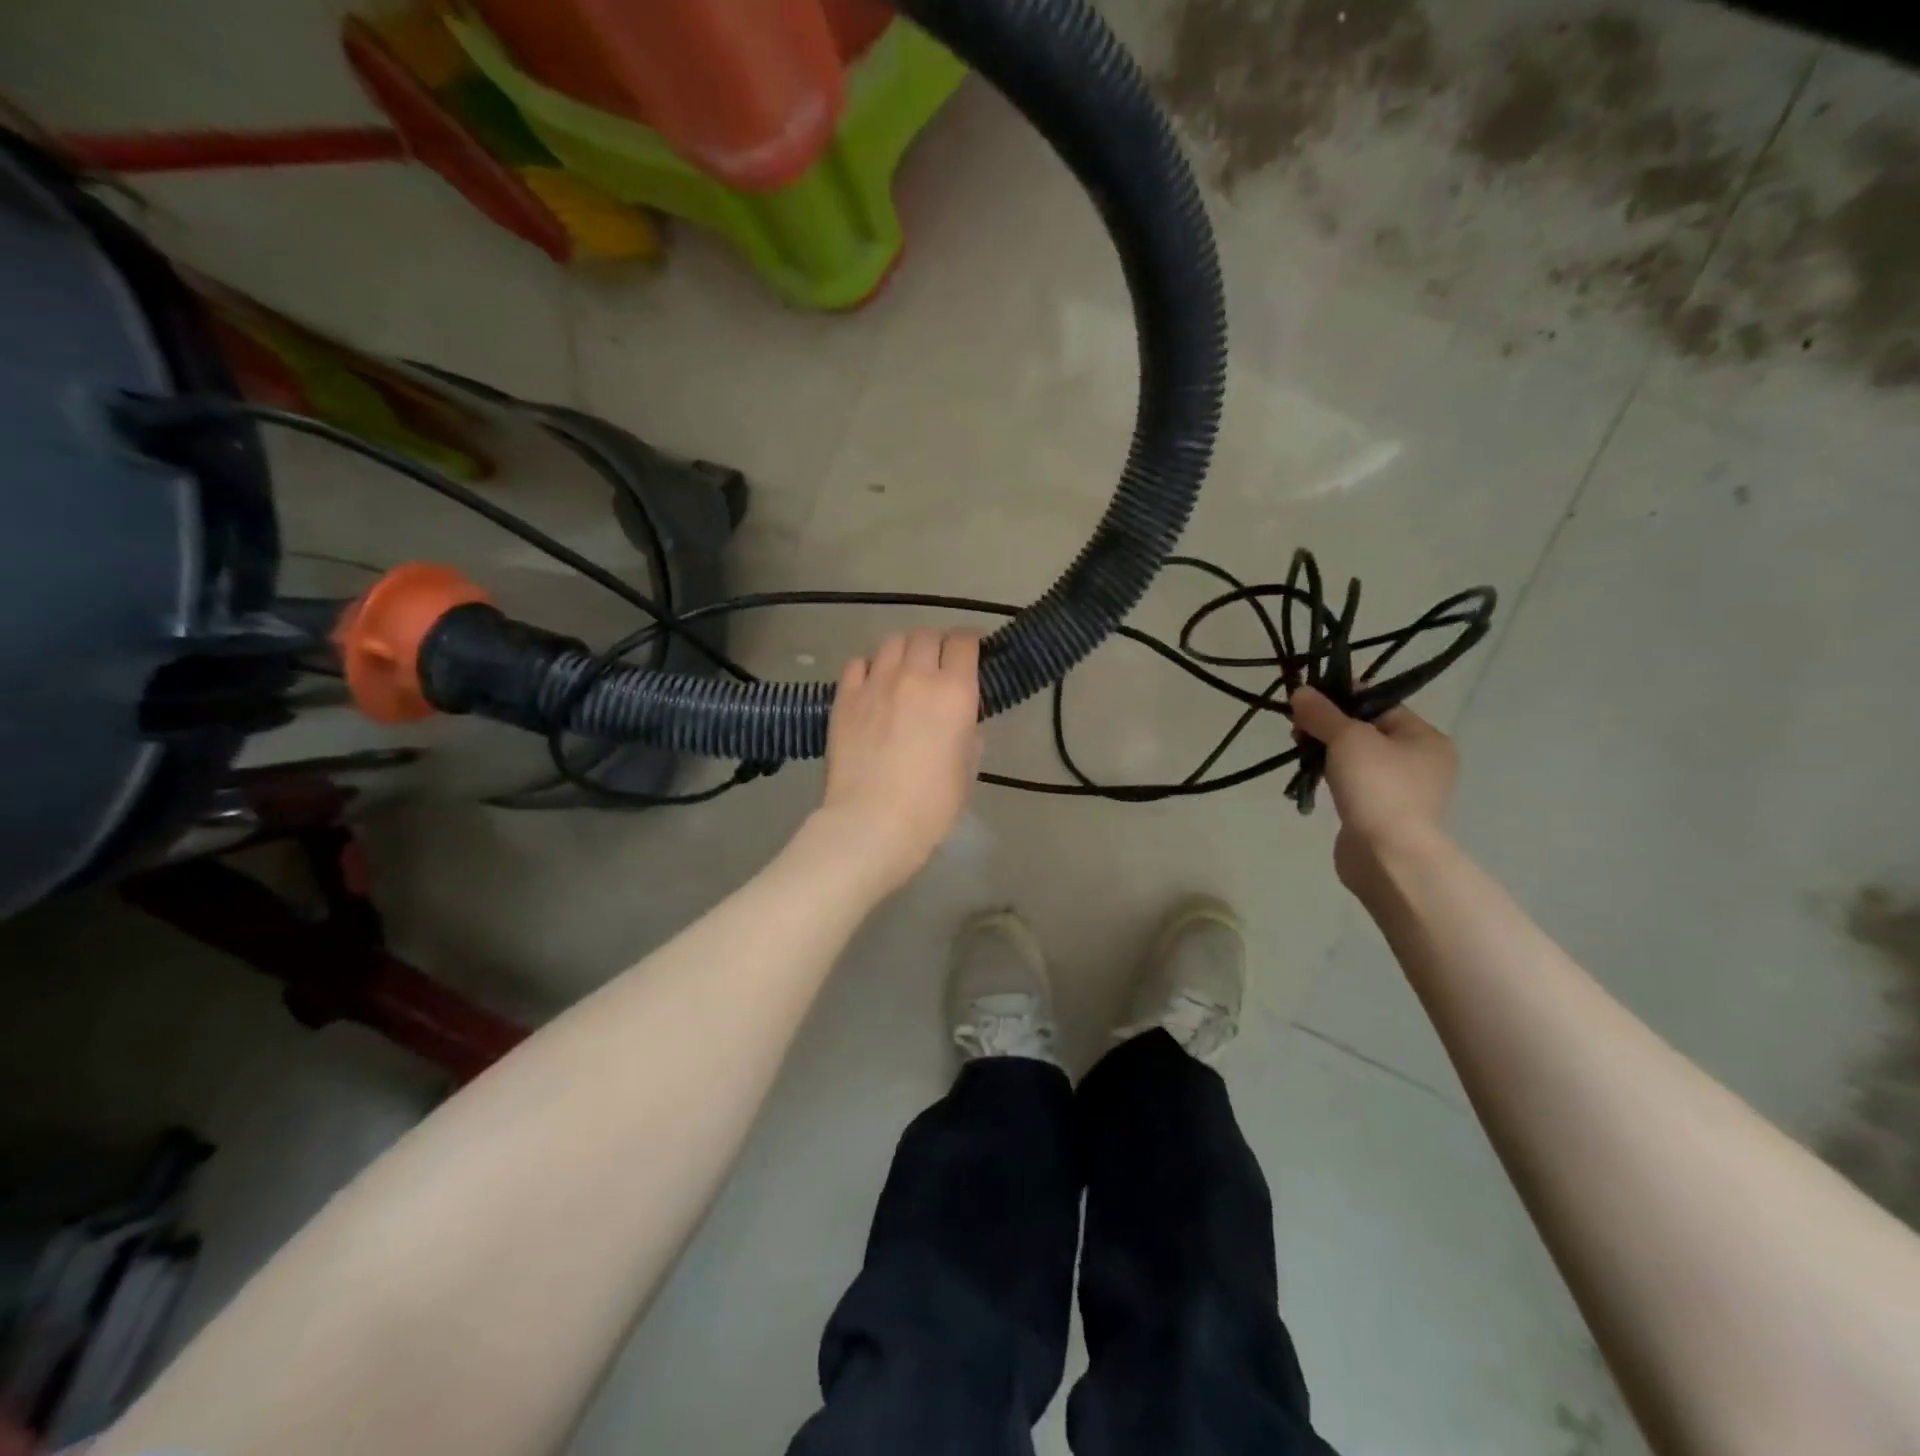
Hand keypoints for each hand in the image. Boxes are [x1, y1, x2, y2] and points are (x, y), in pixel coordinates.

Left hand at [810, 628, 982, 894]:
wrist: (872, 822)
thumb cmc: (932, 805)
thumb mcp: (967, 770)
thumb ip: (969, 734)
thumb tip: (962, 720)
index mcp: (954, 692)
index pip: (964, 641)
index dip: (970, 641)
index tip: (971, 651)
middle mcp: (915, 676)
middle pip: (926, 635)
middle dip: (936, 644)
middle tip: (937, 664)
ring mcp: (875, 683)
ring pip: (891, 642)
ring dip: (903, 651)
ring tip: (903, 670)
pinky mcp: (844, 697)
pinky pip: (857, 663)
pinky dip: (869, 667)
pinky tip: (872, 685)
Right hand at [1289, 687, 1456, 883]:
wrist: (1388, 856)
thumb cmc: (1377, 787)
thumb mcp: (1347, 738)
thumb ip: (1323, 713)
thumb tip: (1300, 691)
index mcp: (1426, 738)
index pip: (1380, 705)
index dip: (1342, 698)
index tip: (1307, 701)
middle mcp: (1422, 762)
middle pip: (1367, 731)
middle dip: (1329, 727)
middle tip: (1297, 729)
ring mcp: (1404, 791)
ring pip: (1358, 759)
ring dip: (1328, 753)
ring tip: (1300, 754)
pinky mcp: (1383, 814)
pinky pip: (1355, 785)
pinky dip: (1333, 778)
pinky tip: (1312, 779)